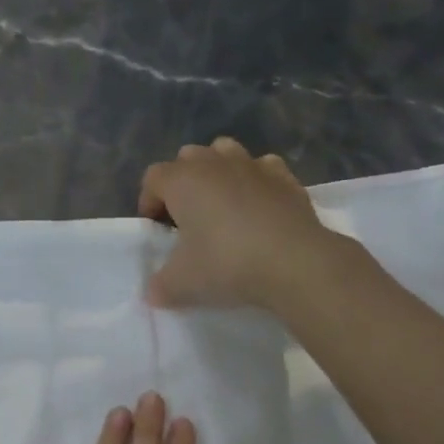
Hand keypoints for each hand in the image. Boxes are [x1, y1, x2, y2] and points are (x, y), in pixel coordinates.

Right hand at [138, 138, 337, 310]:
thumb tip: (155, 291)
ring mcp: (253, 165)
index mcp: (183, 180)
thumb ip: (160, 286)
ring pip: (225, 151)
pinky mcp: (285, 176)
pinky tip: (259, 206)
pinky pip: (262, 168)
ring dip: (217, 172)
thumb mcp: (181, 284)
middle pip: (187, 158)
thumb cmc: (227, 264)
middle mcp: (215, 162)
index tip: (157, 230)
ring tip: (222, 205)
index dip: (148, 202)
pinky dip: (256, 181)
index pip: (153, 178)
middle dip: (182, 183)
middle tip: (187, 218)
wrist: (294, 262)